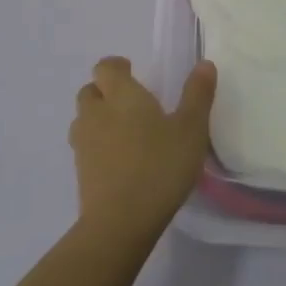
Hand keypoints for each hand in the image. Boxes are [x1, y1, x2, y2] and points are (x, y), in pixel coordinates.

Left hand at [69, 56, 216, 239]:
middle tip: (131, 103)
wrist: (120, 222)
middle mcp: (96, 113)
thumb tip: (204, 63)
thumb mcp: (191, 129)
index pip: (105, 67)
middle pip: (90, 91)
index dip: (117, 66)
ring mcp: (83, 144)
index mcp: (120, 96)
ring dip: (99, 119)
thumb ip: (197, 95)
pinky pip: (86, 147)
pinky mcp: (80, 172)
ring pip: (84, 120)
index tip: (132, 71)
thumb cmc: (160, 166)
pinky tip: (121, 161)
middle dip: (106, 91)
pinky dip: (99, 146)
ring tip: (125, 132)